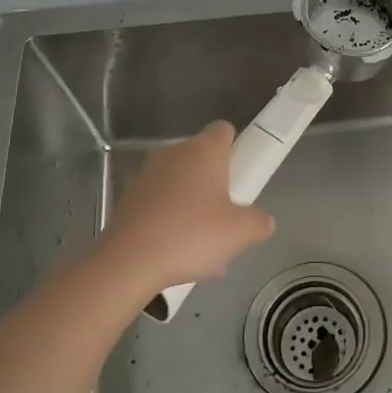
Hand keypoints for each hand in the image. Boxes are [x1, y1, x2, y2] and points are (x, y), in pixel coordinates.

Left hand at [100, 122, 275, 292]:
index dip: (236, 149)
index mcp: (204, 150)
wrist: (129, 261)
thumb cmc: (192, 234)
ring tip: (204, 250)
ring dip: (194, 209)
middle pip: (202, 162)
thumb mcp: (241, 232)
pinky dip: (171, 223)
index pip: (224, 131)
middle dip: (216, 188)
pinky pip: (160, 206)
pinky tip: (179, 256)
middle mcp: (174, 153)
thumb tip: (262, 221)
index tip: (242, 176)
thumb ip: (259, 222)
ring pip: (181, 187)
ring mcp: (147, 175)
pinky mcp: (128, 199)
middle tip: (227, 221)